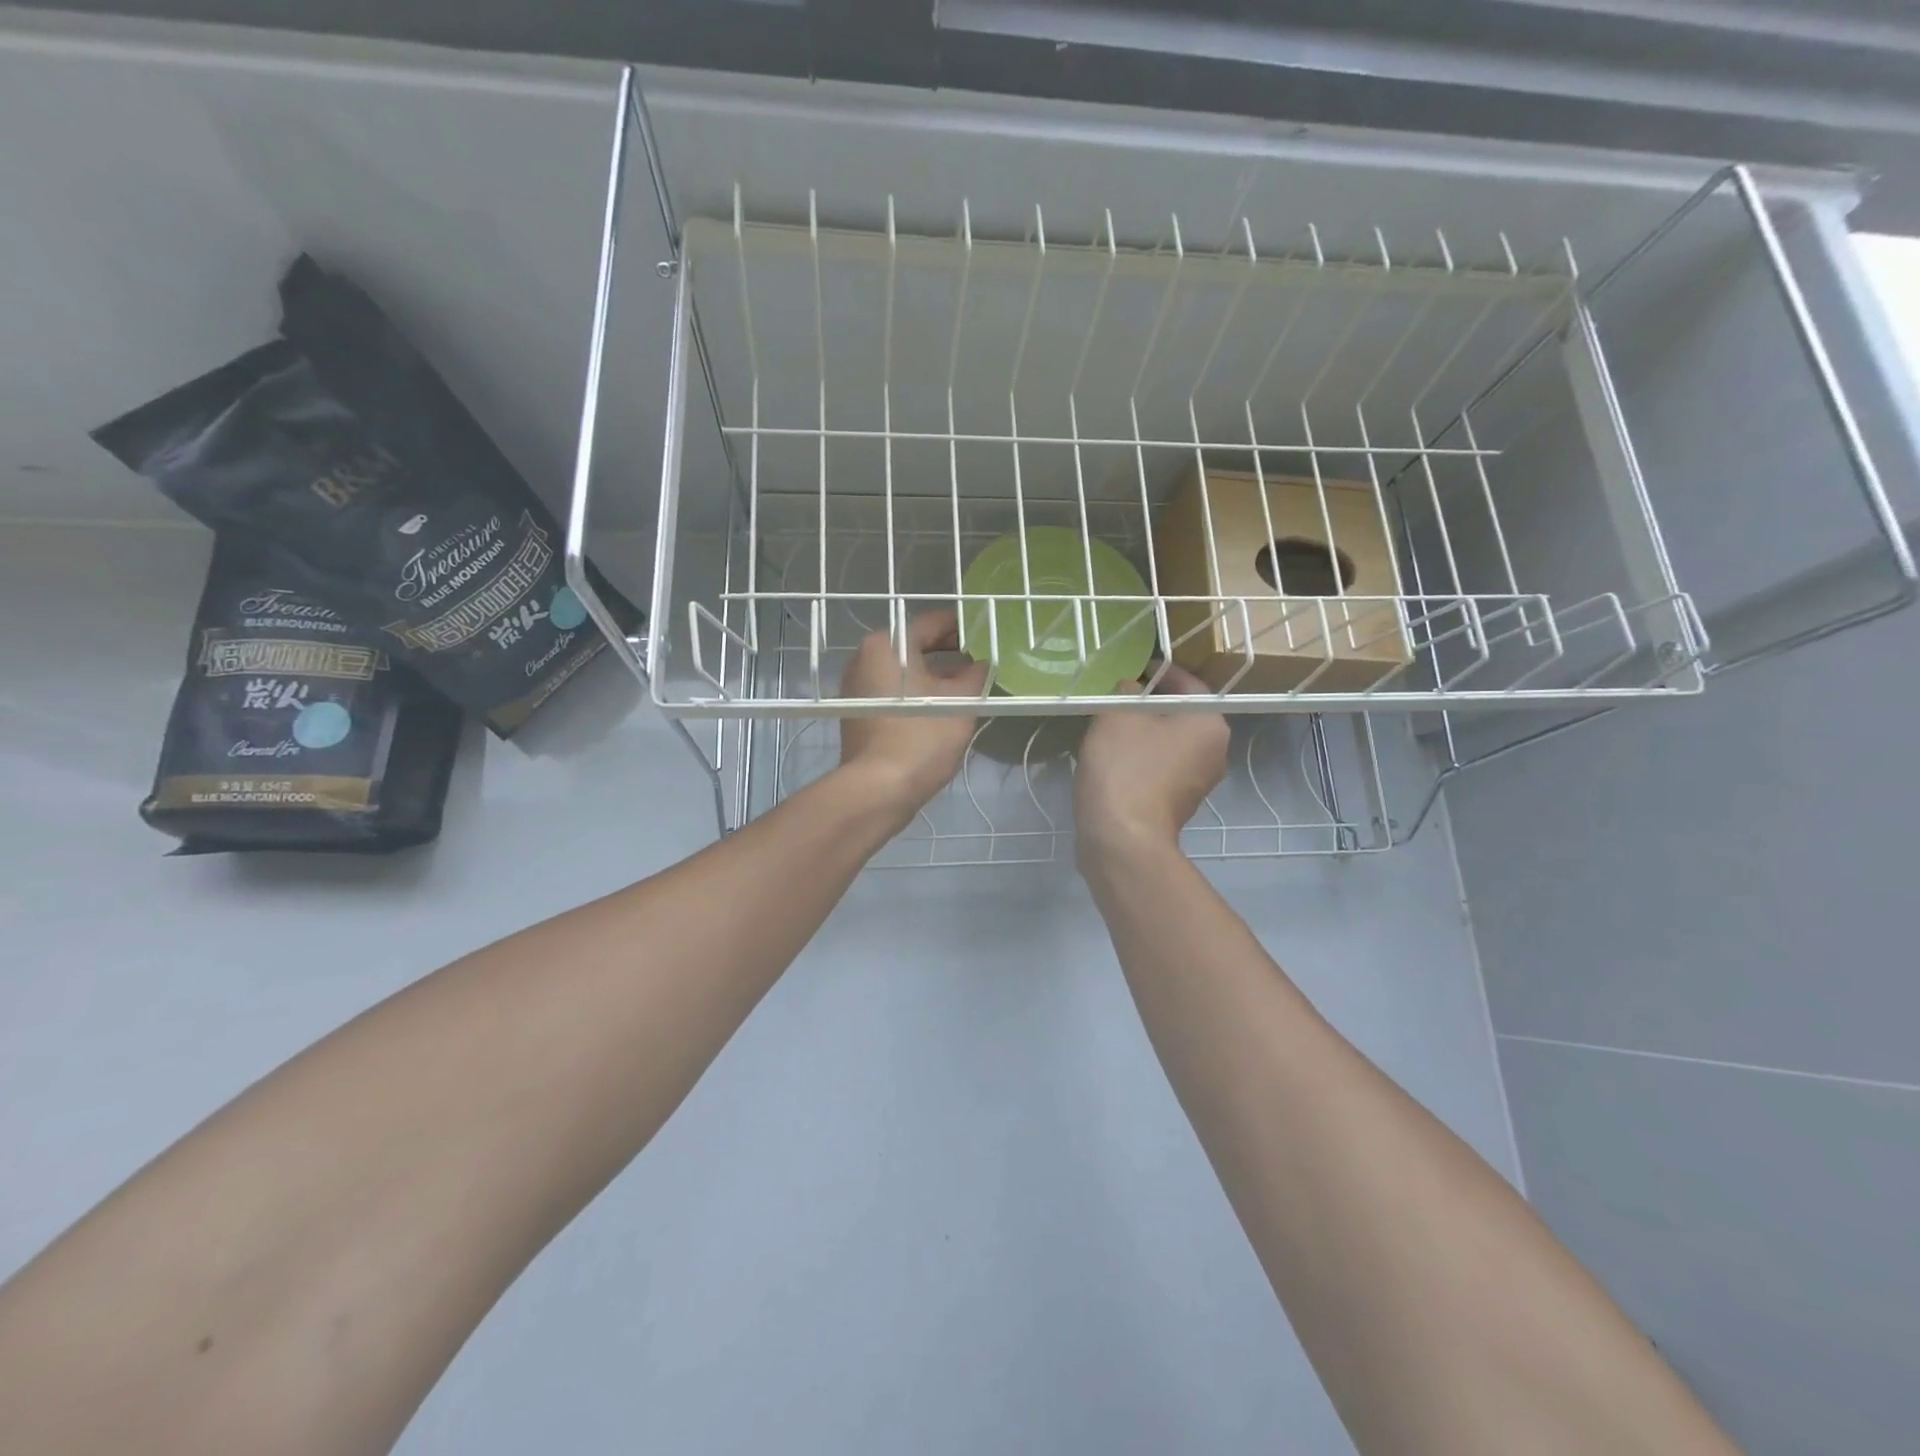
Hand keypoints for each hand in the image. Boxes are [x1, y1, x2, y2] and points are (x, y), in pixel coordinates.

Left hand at [838, 609, 989, 817]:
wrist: (878, 789)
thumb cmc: (921, 736)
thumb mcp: (961, 702)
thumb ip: (976, 674)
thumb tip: (982, 663)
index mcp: (888, 644)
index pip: (932, 623)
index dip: (963, 627)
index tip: (987, 633)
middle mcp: (865, 657)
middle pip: (915, 645)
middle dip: (949, 651)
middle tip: (981, 659)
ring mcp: (857, 686)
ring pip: (904, 670)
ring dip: (934, 674)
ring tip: (967, 684)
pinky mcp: (857, 712)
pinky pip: (893, 691)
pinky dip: (916, 691)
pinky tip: (941, 705)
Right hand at [1075, 664, 1229, 870]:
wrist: (1122, 839)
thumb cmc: (1125, 768)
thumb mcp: (1117, 715)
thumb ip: (1126, 692)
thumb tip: (1130, 689)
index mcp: (1210, 724)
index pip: (1189, 684)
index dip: (1160, 672)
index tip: (1134, 668)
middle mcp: (1215, 752)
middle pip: (1182, 715)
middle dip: (1151, 703)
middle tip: (1118, 695)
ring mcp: (1198, 783)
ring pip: (1170, 743)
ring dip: (1145, 732)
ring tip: (1111, 725)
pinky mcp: (1178, 805)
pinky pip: (1161, 768)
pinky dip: (1142, 759)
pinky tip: (1114, 758)